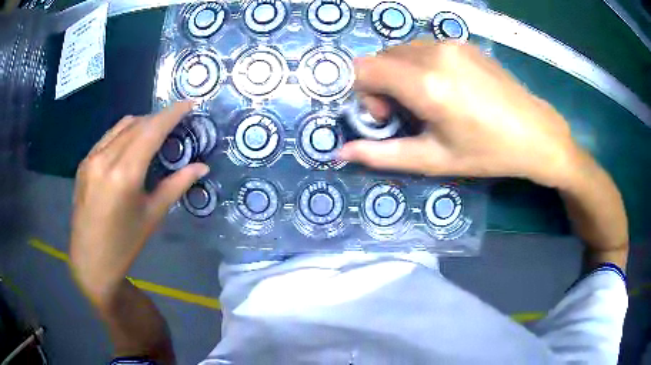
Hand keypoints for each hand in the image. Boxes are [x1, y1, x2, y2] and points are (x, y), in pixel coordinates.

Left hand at [70, 102, 208, 305]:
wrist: (90, 261)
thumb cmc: (124, 245)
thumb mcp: (152, 216)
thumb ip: (177, 185)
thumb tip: (202, 166)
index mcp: (124, 174)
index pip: (151, 130)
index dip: (172, 113)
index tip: (190, 103)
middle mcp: (105, 158)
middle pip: (137, 124)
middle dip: (159, 119)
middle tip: (176, 124)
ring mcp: (91, 158)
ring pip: (121, 126)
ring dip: (141, 124)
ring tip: (155, 134)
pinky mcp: (84, 163)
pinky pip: (108, 137)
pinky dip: (125, 134)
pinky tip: (131, 147)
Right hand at [340, 42, 581, 187]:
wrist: (536, 132)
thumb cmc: (488, 152)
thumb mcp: (435, 160)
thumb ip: (383, 154)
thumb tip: (341, 152)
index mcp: (426, 84)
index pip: (364, 69)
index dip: (362, 93)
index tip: (386, 117)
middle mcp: (434, 53)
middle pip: (380, 58)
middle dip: (380, 84)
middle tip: (406, 113)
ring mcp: (450, 43)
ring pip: (401, 51)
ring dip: (399, 74)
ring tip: (428, 101)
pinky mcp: (462, 42)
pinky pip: (423, 47)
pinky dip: (419, 65)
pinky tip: (446, 87)